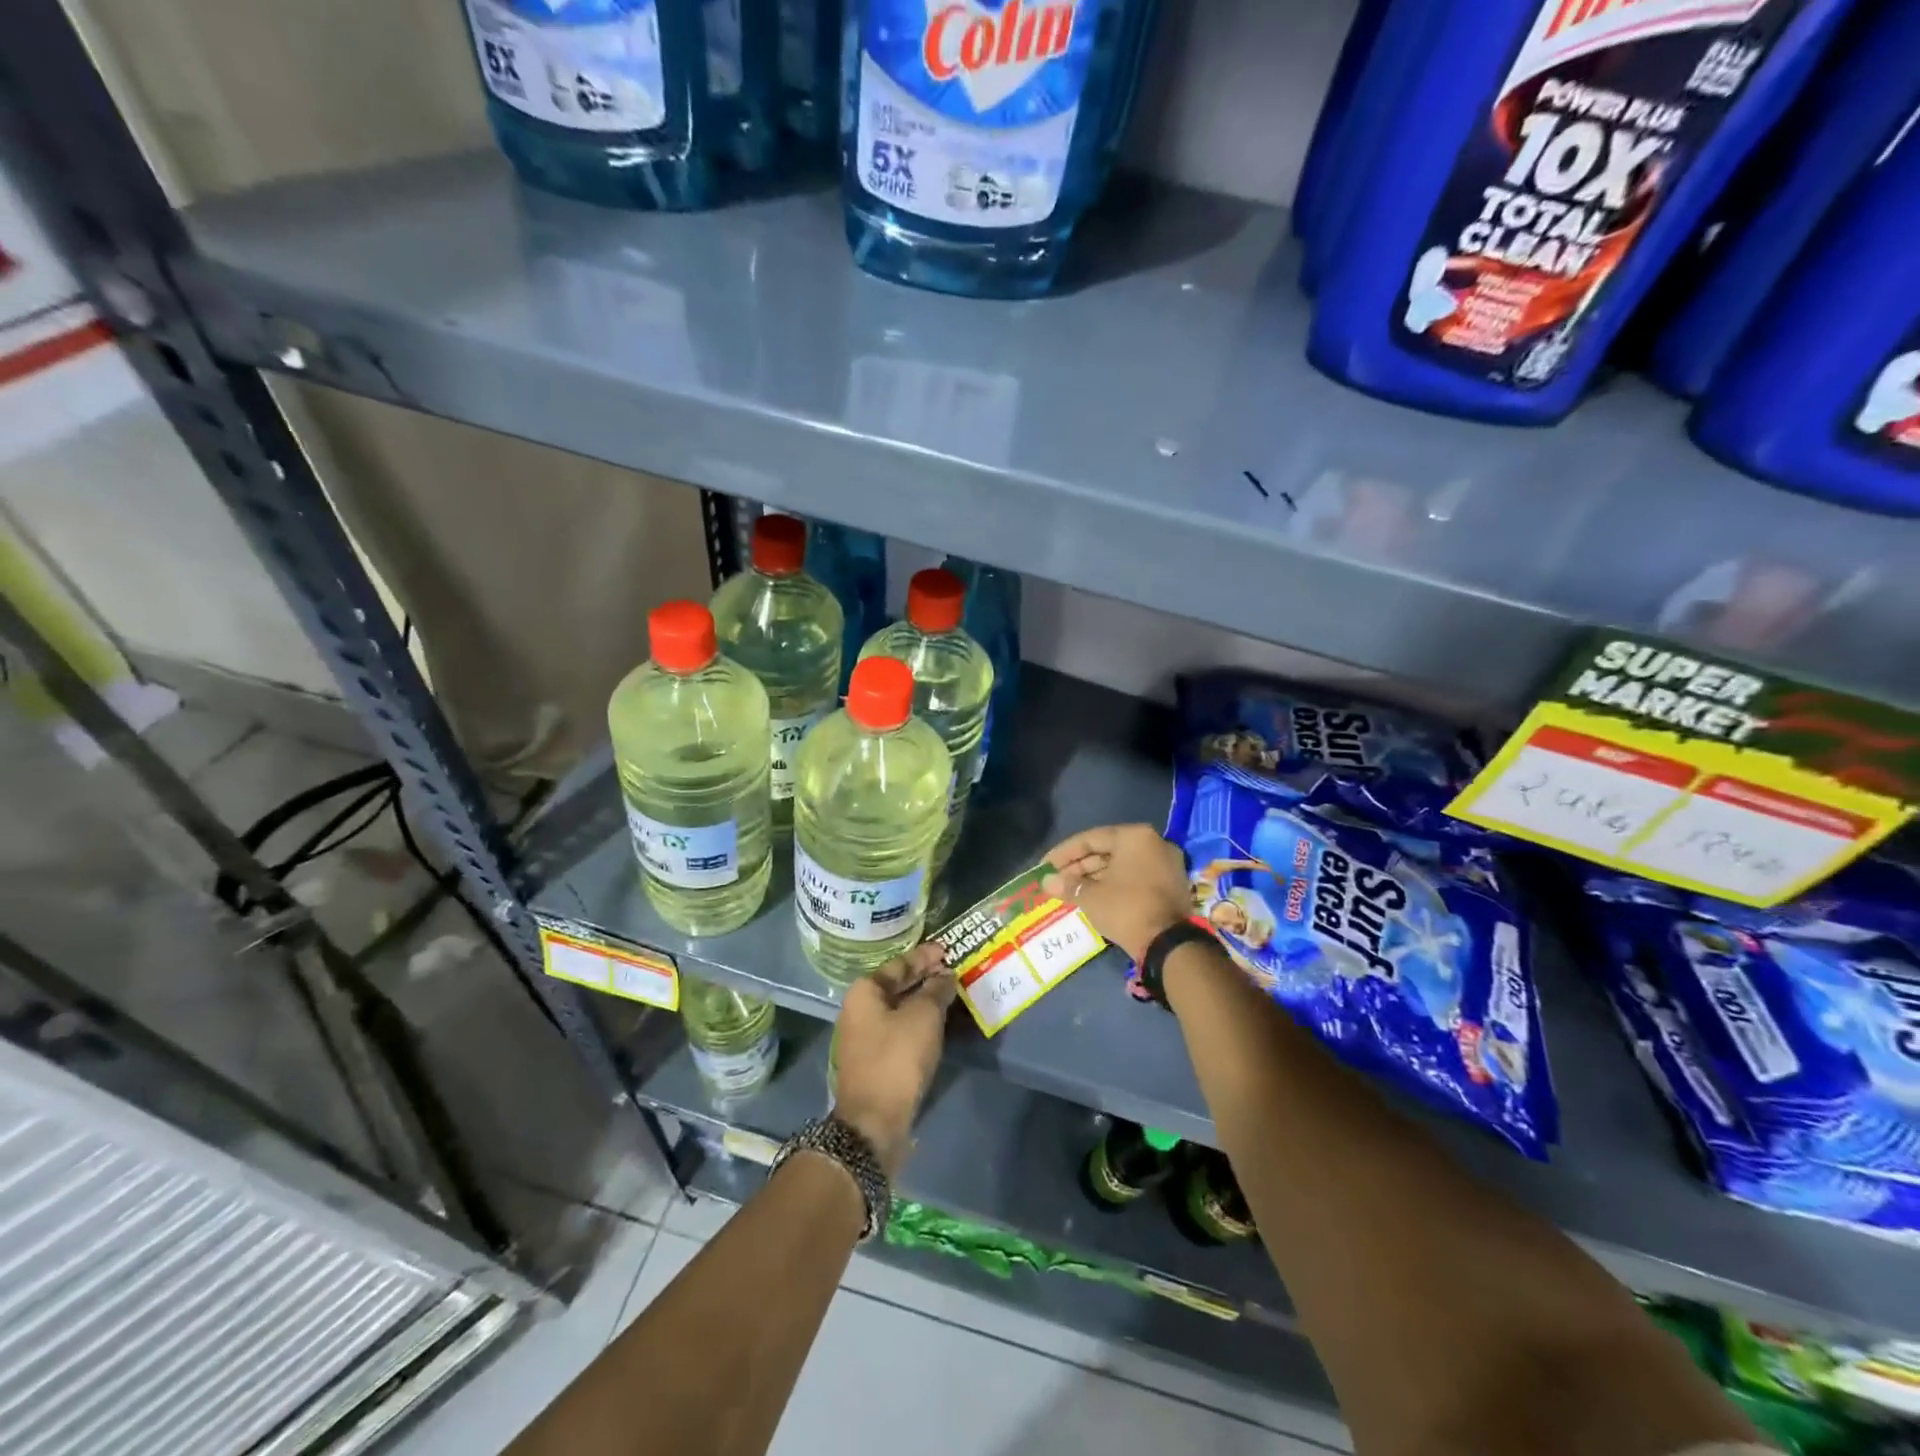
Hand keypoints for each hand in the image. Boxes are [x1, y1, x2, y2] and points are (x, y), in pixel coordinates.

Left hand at [832, 943, 955, 1175]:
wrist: (874, 1122)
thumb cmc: (897, 1058)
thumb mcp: (923, 1017)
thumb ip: (936, 991)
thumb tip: (946, 976)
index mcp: (865, 992)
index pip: (899, 963)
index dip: (925, 956)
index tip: (947, 949)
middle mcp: (860, 1010)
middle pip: (897, 985)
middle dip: (926, 978)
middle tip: (954, 969)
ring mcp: (866, 1037)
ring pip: (901, 1009)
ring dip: (925, 1002)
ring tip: (953, 994)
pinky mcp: (876, 1060)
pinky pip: (902, 1030)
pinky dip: (920, 1023)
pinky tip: (941, 1023)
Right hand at [1042, 823, 1189, 963]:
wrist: (1168, 944)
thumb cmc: (1126, 909)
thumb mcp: (1091, 896)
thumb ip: (1068, 885)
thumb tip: (1047, 882)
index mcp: (1134, 836)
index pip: (1090, 839)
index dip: (1063, 853)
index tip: (1045, 867)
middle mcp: (1154, 843)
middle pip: (1107, 850)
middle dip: (1079, 866)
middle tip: (1056, 881)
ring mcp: (1166, 864)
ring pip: (1121, 865)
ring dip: (1095, 876)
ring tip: (1070, 890)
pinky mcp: (1171, 884)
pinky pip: (1135, 877)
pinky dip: (1114, 884)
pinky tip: (1093, 896)